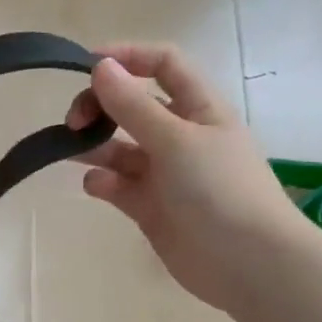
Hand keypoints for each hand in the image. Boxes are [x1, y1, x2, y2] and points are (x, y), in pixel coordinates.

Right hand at [67, 44, 300, 310]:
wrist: (249, 265)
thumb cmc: (219, 190)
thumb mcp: (175, 139)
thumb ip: (132, 105)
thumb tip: (100, 66)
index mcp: (199, 108)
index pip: (163, 65)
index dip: (128, 56)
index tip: (87, 65)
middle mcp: (181, 135)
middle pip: (132, 106)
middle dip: (100, 106)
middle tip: (75, 121)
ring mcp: (165, 173)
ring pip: (120, 147)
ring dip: (95, 144)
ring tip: (72, 149)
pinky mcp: (150, 207)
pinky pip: (118, 185)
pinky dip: (103, 181)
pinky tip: (98, 186)